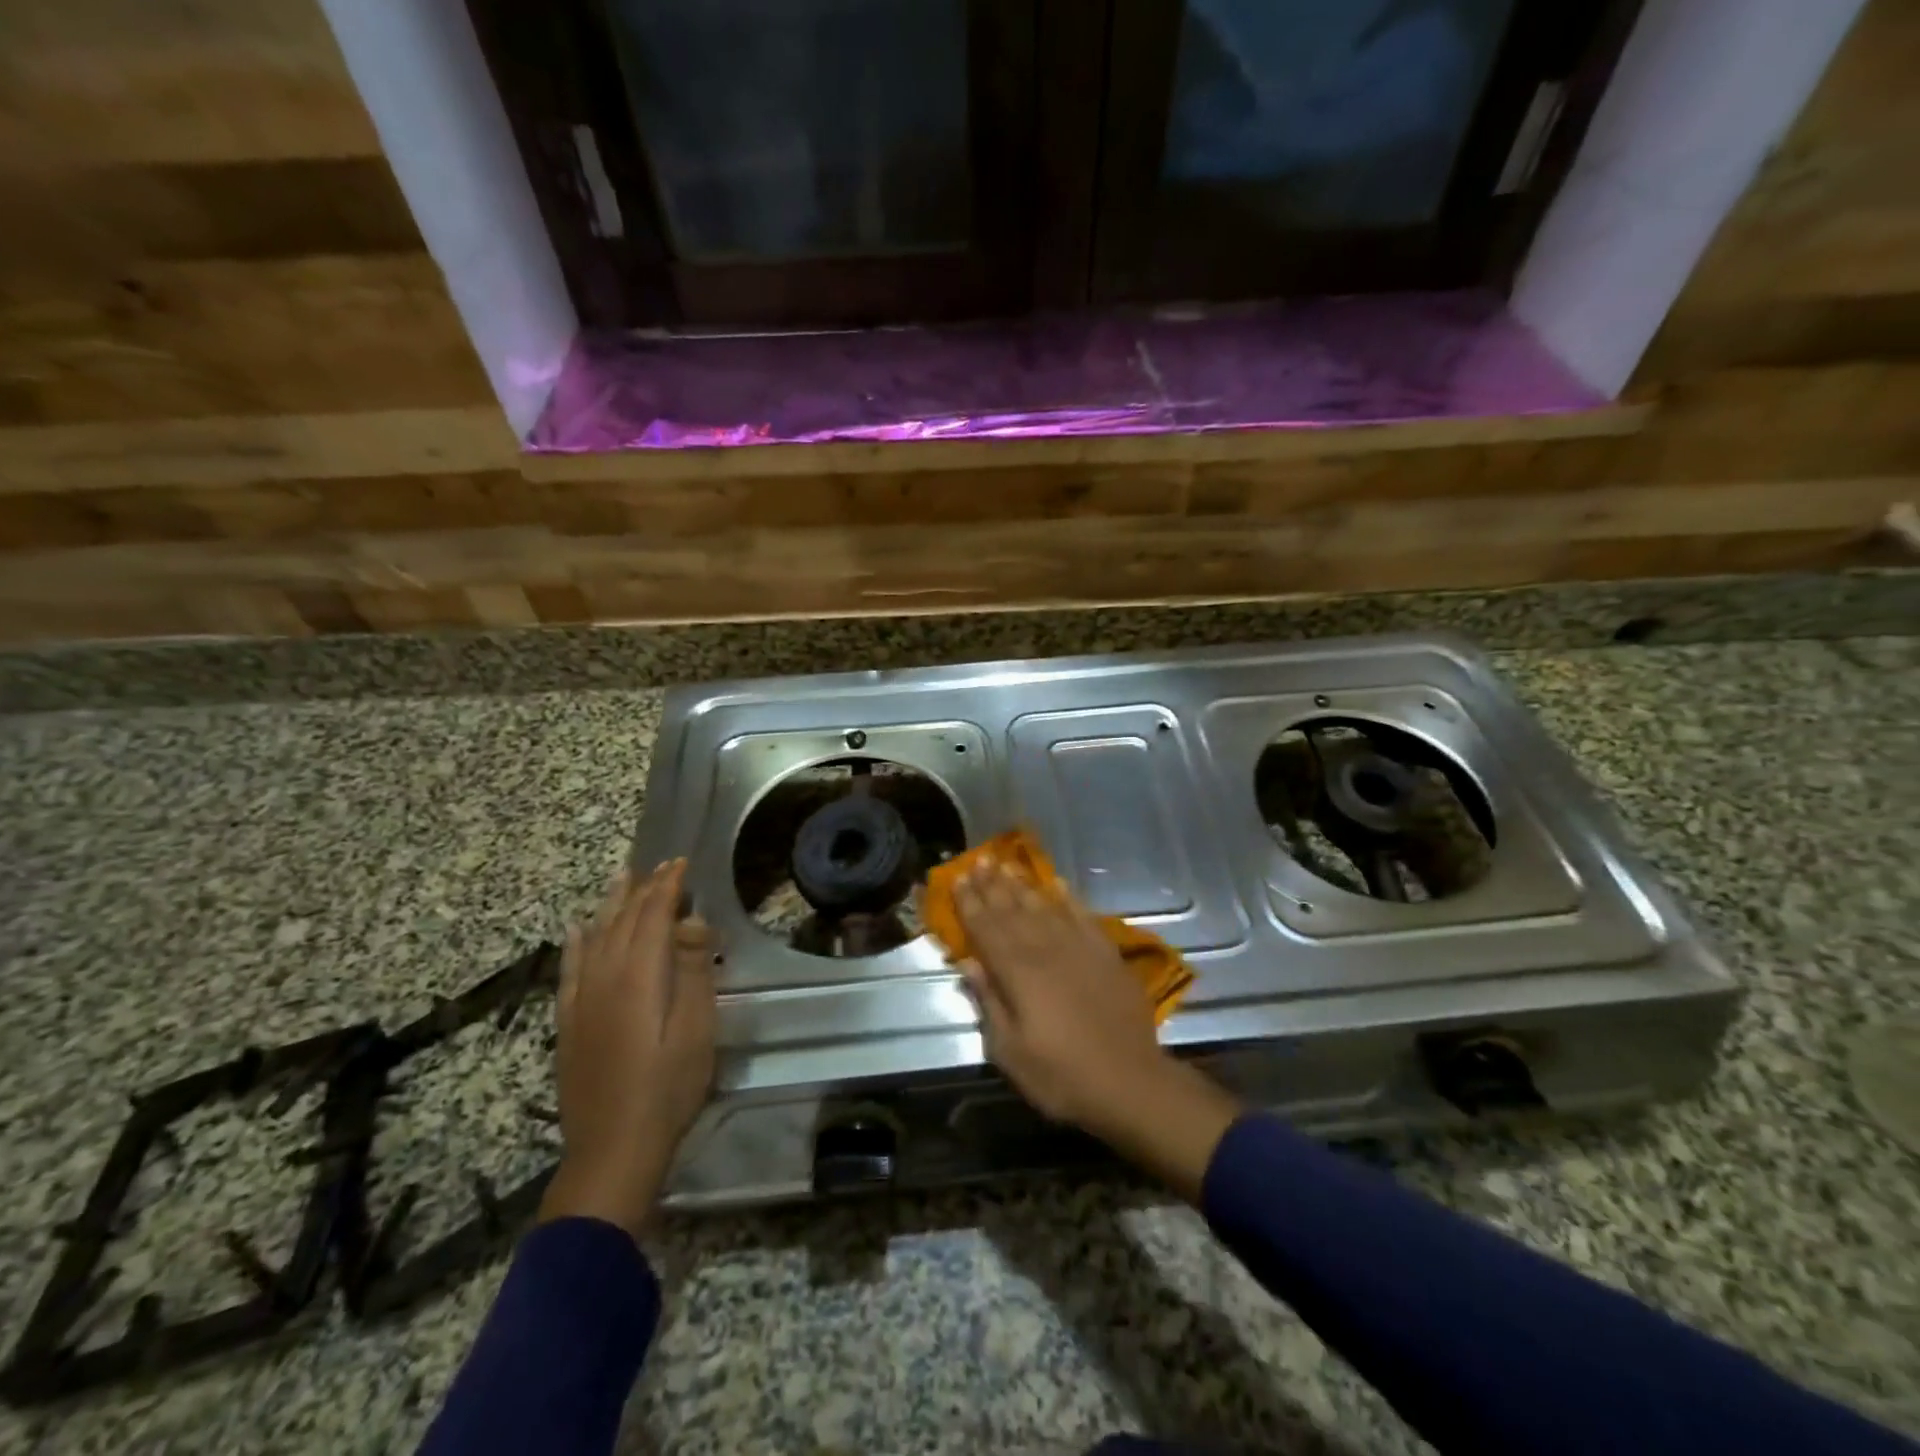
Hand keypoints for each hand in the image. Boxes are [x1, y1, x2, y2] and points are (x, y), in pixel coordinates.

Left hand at [538, 859, 715, 1237]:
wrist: (613, 1149)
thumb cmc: (668, 1087)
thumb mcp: (697, 1028)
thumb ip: (694, 969)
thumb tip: (689, 919)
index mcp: (640, 976)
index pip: (653, 915)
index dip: (667, 886)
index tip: (682, 862)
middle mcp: (605, 978)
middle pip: (622, 920)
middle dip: (643, 889)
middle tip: (661, 866)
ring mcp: (581, 1000)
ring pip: (594, 937)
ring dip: (610, 905)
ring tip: (622, 879)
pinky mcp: (568, 1022)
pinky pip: (569, 969)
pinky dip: (575, 943)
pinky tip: (576, 930)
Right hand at [954, 861, 1239, 1200]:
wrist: (1129, 1082)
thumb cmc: (1061, 1075)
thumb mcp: (1010, 1052)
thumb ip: (988, 1002)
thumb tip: (966, 963)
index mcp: (1017, 973)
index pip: (986, 929)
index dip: (970, 903)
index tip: (958, 878)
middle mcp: (1045, 950)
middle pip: (1012, 910)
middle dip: (992, 885)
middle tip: (979, 860)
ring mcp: (1079, 948)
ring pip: (1044, 906)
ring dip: (1023, 885)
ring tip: (1006, 864)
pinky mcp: (1106, 953)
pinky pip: (1083, 916)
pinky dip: (1068, 898)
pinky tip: (1058, 884)